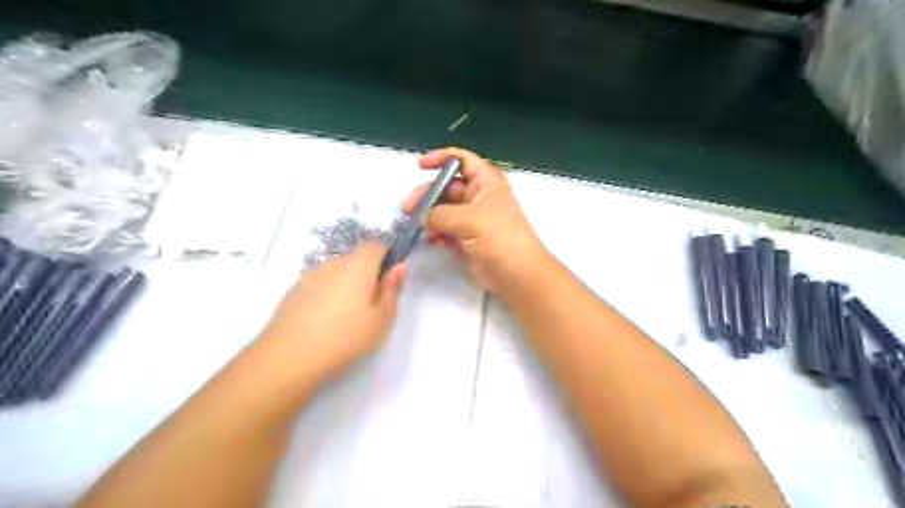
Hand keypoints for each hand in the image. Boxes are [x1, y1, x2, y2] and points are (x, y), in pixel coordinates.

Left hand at [258, 242, 407, 379]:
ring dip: (345, 285)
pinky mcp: (293, 291)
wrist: (288, 358)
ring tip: (346, 318)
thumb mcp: (382, 319)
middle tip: (370, 306)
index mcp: (358, 265)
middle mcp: (333, 263)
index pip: (376, 245)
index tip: (389, 281)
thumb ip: (392, 289)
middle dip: (367, 274)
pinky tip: (324, 323)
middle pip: (356, 258)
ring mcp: (310, 275)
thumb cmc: (345, 338)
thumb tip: (399, 266)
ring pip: (336, 272)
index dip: (386, 257)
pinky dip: (326, 295)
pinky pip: (319, 285)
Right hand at [405, 146, 550, 298]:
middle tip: (408, 208)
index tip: (420, 166)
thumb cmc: (499, 237)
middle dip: (428, 195)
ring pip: (445, 210)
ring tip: (416, 227)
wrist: (517, 274)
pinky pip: (447, 230)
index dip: (441, 158)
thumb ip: (440, 215)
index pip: (462, 160)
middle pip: (448, 187)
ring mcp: (474, 219)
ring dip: (430, 216)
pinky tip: (430, 240)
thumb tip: (422, 217)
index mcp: (486, 182)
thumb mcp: (468, 219)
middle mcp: (480, 197)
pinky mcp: (469, 239)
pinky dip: (437, 233)